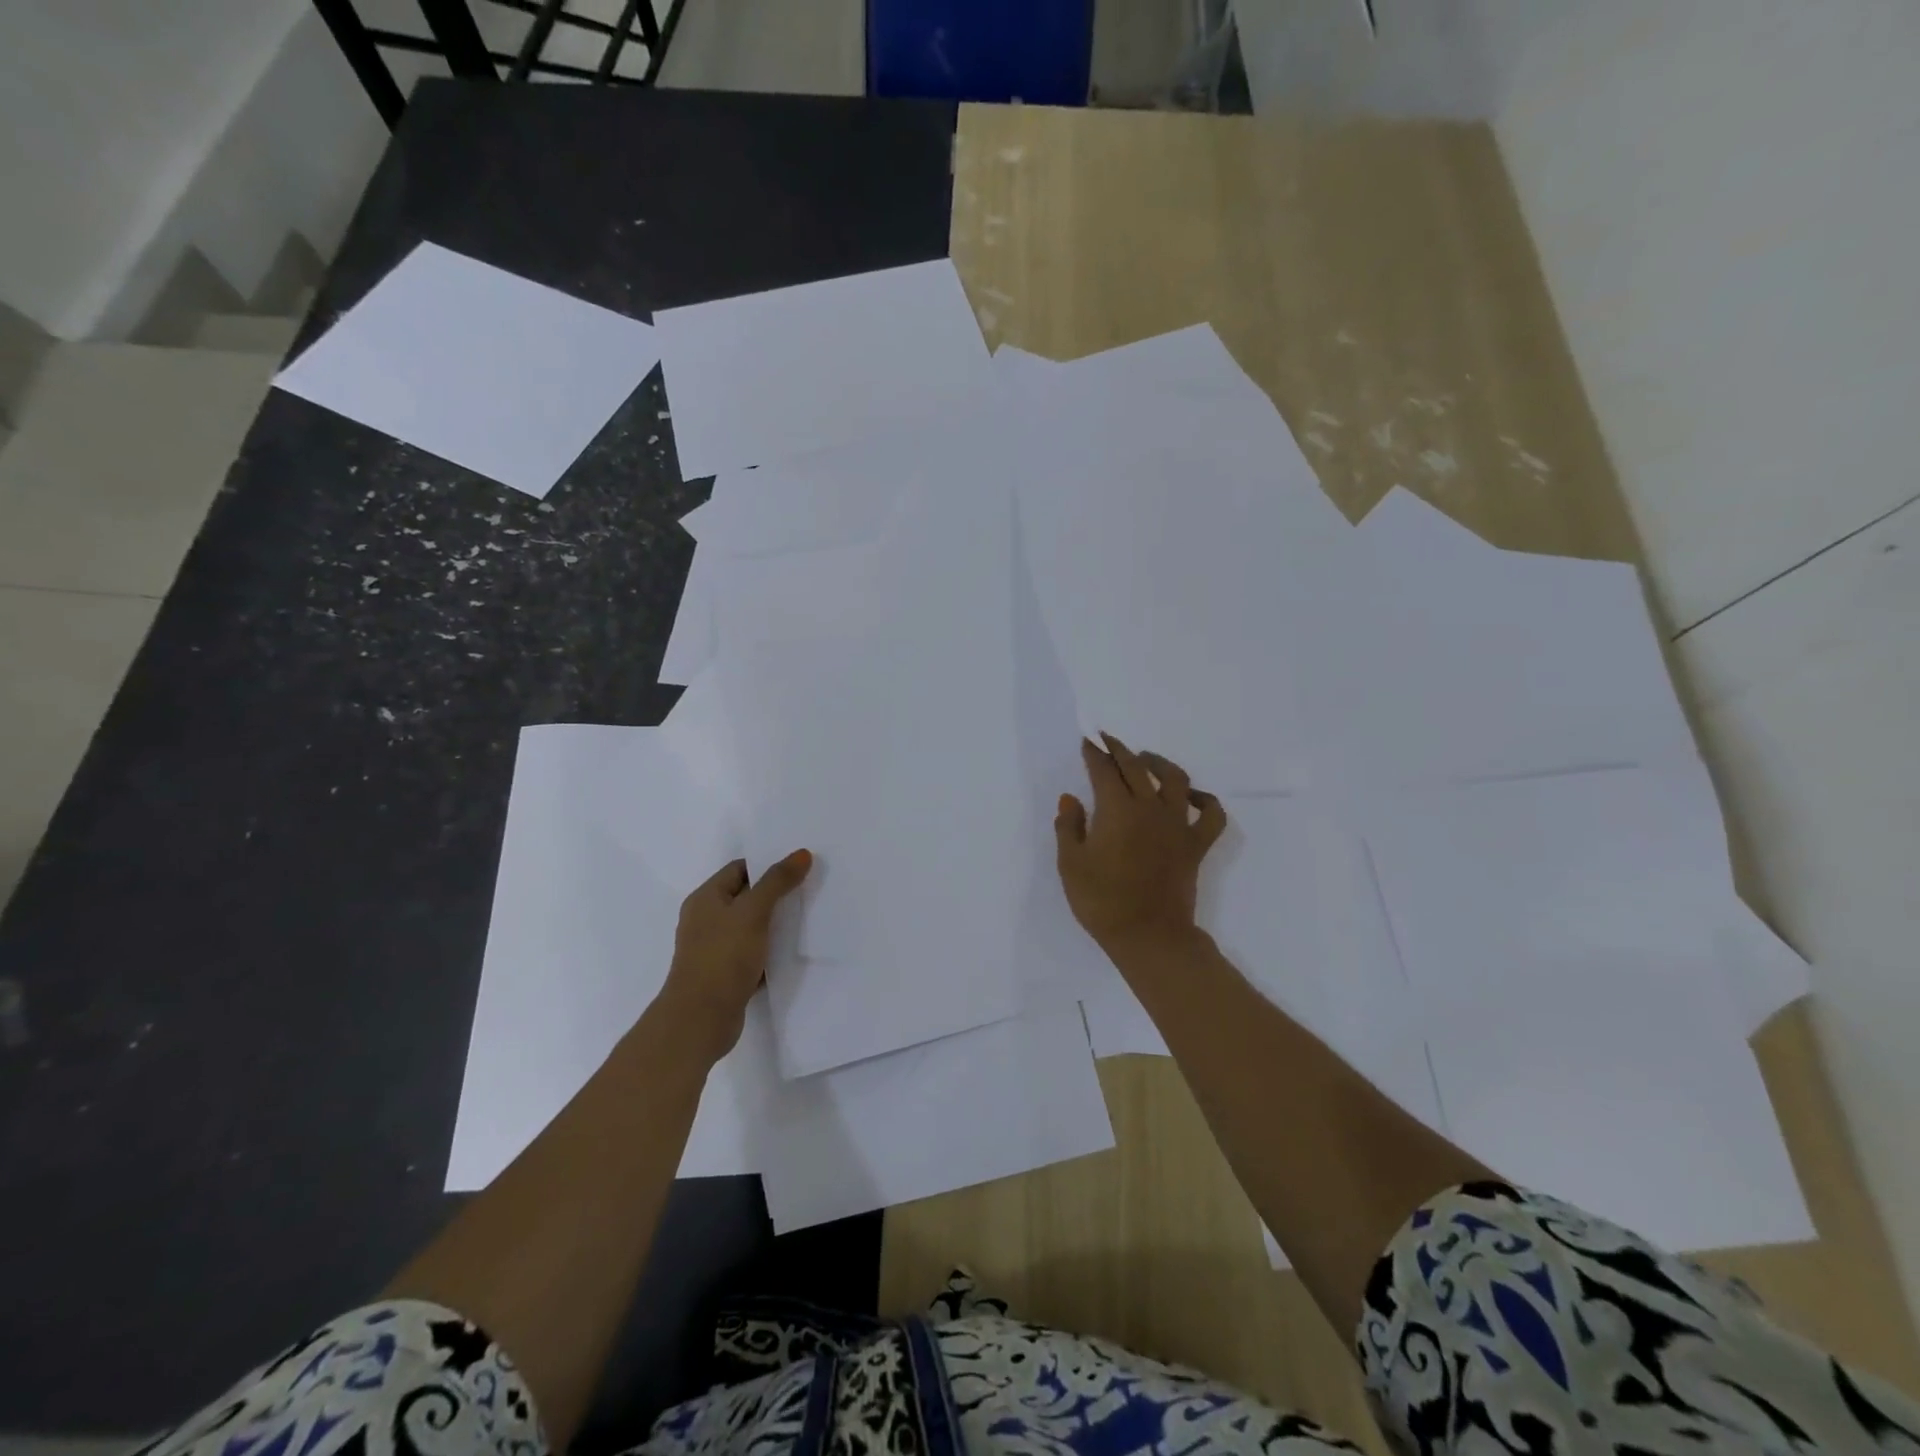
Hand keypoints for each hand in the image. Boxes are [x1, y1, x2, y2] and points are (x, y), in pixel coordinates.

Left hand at [658, 849, 811, 1061]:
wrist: (699, 1020)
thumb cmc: (722, 958)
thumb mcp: (753, 912)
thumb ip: (777, 882)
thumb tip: (802, 853)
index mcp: (706, 899)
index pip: (740, 869)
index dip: (768, 865)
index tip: (801, 868)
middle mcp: (706, 920)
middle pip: (747, 897)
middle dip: (776, 895)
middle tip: (810, 890)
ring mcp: (714, 949)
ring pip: (751, 928)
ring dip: (775, 925)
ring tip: (808, 919)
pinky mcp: (725, 975)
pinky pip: (752, 954)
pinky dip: (770, 952)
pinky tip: (793, 953)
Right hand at [1055, 735, 1226, 955]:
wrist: (1148, 936)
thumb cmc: (1101, 901)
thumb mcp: (1070, 864)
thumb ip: (1068, 826)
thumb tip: (1070, 798)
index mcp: (1116, 809)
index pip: (1104, 770)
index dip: (1094, 753)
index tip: (1087, 742)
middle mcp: (1149, 808)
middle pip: (1136, 767)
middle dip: (1119, 750)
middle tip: (1107, 741)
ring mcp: (1177, 825)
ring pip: (1176, 779)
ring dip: (1159, 763)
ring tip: (1146, 760)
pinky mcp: (1195, 845)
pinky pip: (1210, 815)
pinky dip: (1204, 800)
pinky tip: (1192, 797)